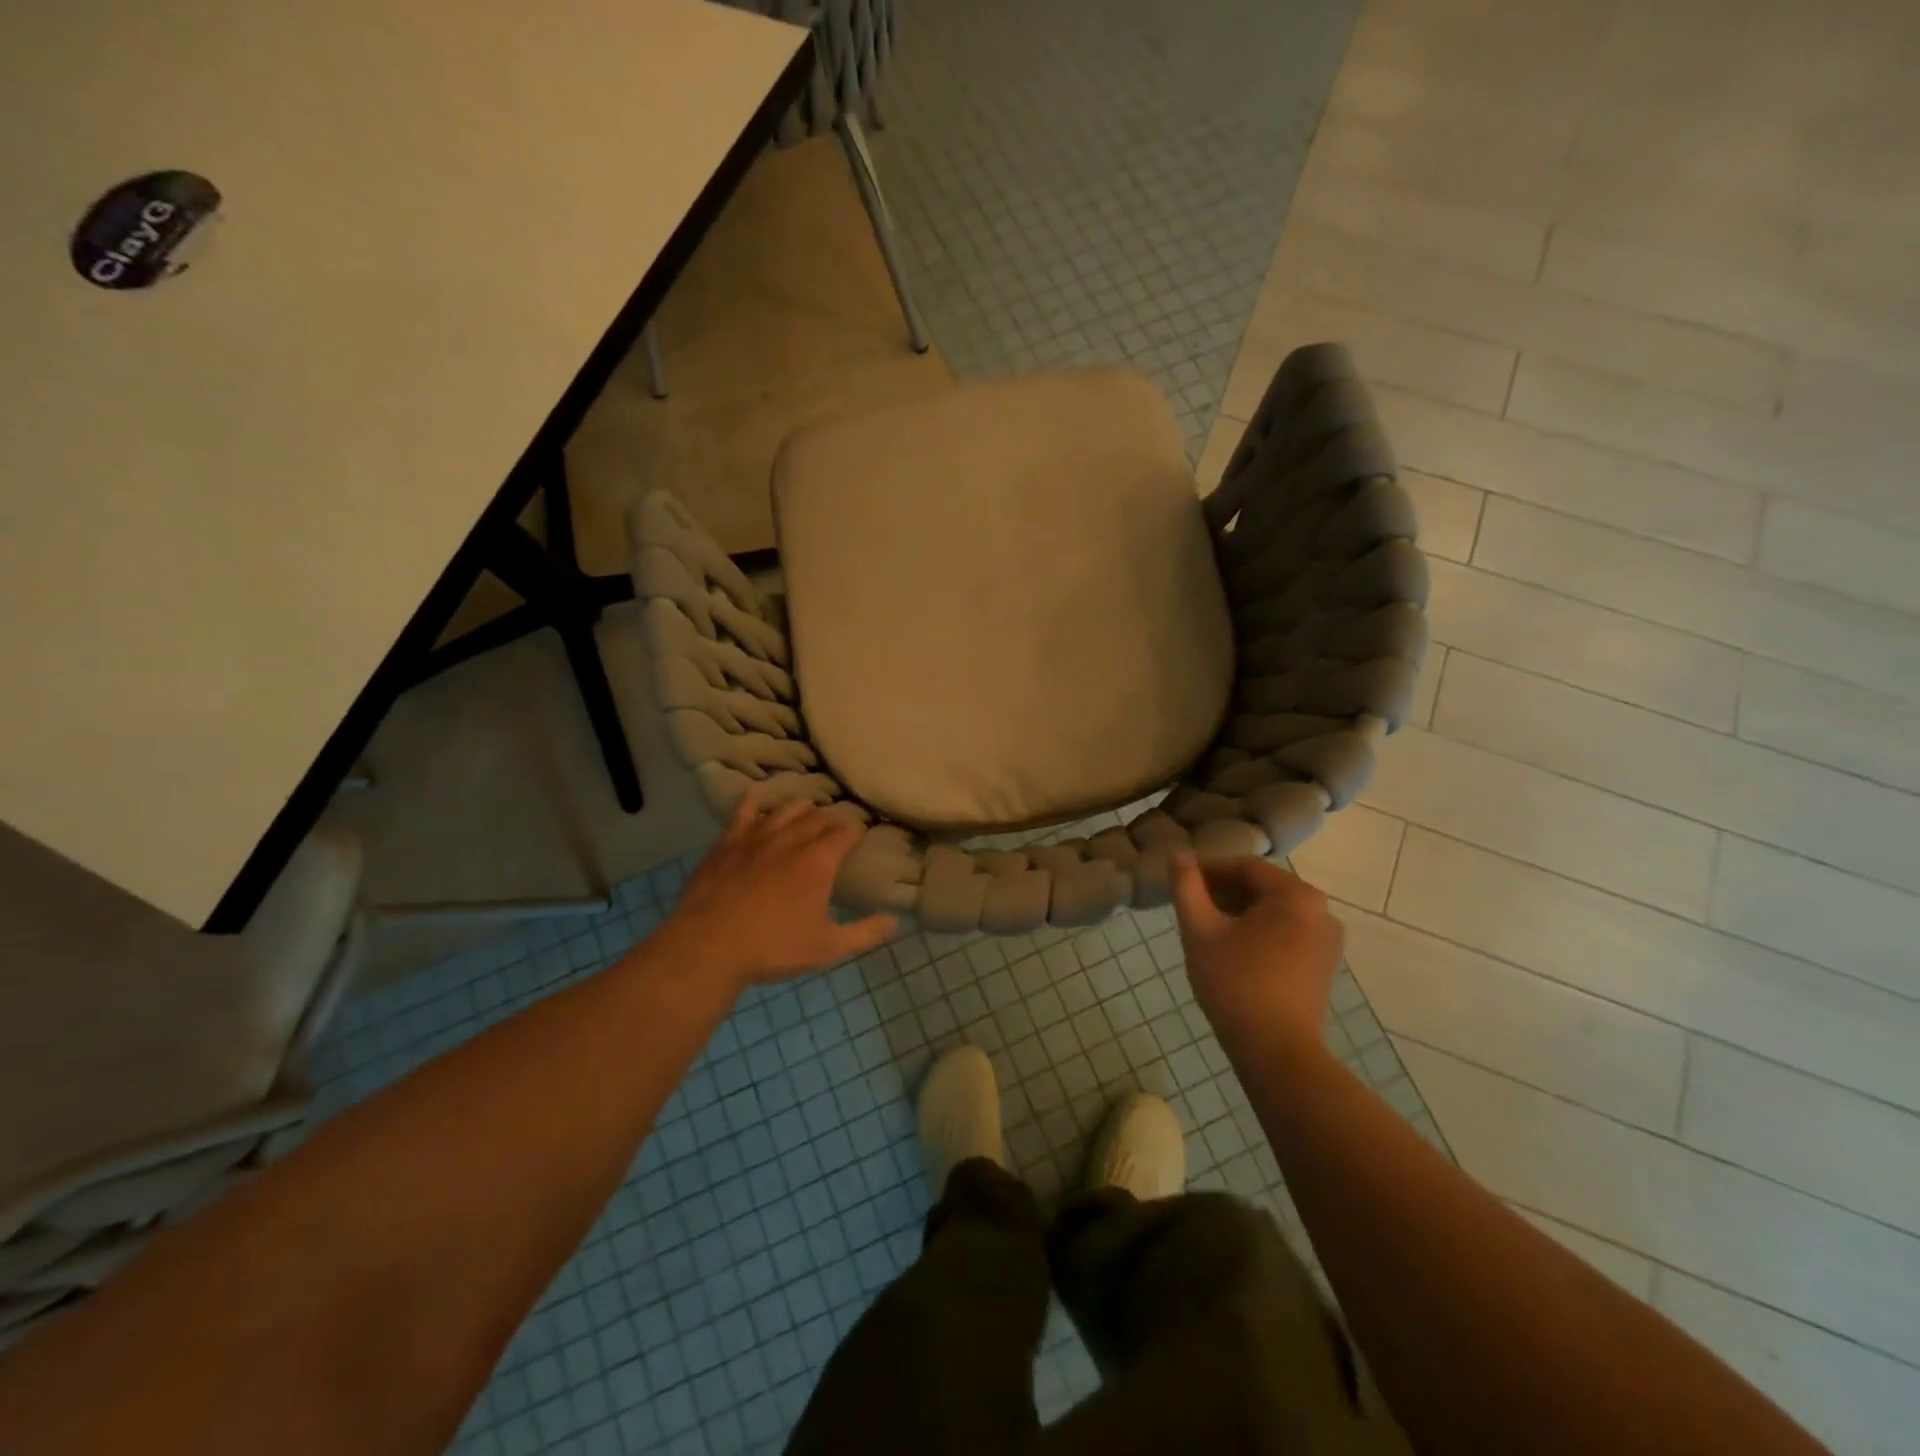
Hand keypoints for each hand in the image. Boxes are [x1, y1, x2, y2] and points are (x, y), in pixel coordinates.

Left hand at [656, 789, 897, 988]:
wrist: (707, 947)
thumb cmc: (772, 948)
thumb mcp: (827, 948)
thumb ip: (864, 933)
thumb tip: (895, 922)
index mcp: (819, 862)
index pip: (846, 833)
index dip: (856, 833)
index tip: (860, 837)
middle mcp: (791, 840)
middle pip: (818, 818)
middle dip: (832, 821)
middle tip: (836, 830)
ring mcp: (756, 838)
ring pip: (786, 810)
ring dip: (802, 809)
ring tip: (807, 813)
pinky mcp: (727, 843)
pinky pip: (744, 812)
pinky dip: (755, 802)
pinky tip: (758, 797)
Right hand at [1170, 852, 1343, 1055]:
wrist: (1276, 1051)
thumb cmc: (1235, 983)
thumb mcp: (1200, 930)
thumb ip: (1186, 887)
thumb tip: (1178, 855)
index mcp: (1296, 895)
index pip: (1244, 866)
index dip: (1208, 870)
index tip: (1180, 882)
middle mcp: (1321, 911)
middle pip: (1261, 887)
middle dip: (1223, 892)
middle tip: (1189, 908)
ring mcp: (1327, 940)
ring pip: (1273, 912)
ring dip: (1238, 913)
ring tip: (1206, 930)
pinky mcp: (1323, 965)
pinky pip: (1285, 933)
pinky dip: (1257, 933)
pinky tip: (1231, 951)